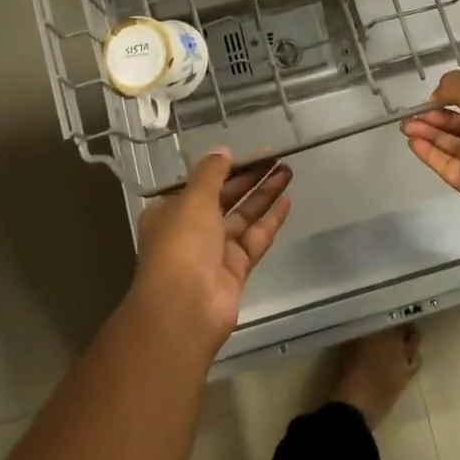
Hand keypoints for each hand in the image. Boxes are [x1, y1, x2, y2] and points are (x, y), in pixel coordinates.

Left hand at [131, 150, 292, 354]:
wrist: (185, 308)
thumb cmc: (182, 245)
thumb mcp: (193, 199)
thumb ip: (211, 172)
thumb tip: (222, 150)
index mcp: (171, 211)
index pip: (201, 183)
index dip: (225, 166)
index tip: (249, 152)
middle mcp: (192, 228)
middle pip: (225, 197)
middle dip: (249, 177)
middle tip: (276, 157)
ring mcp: (215, 250)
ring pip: (243, 215)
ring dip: (264, 193)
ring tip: (288, 170)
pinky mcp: (236, 268)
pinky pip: (256, 237)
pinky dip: (270, 220)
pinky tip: (288, 200)